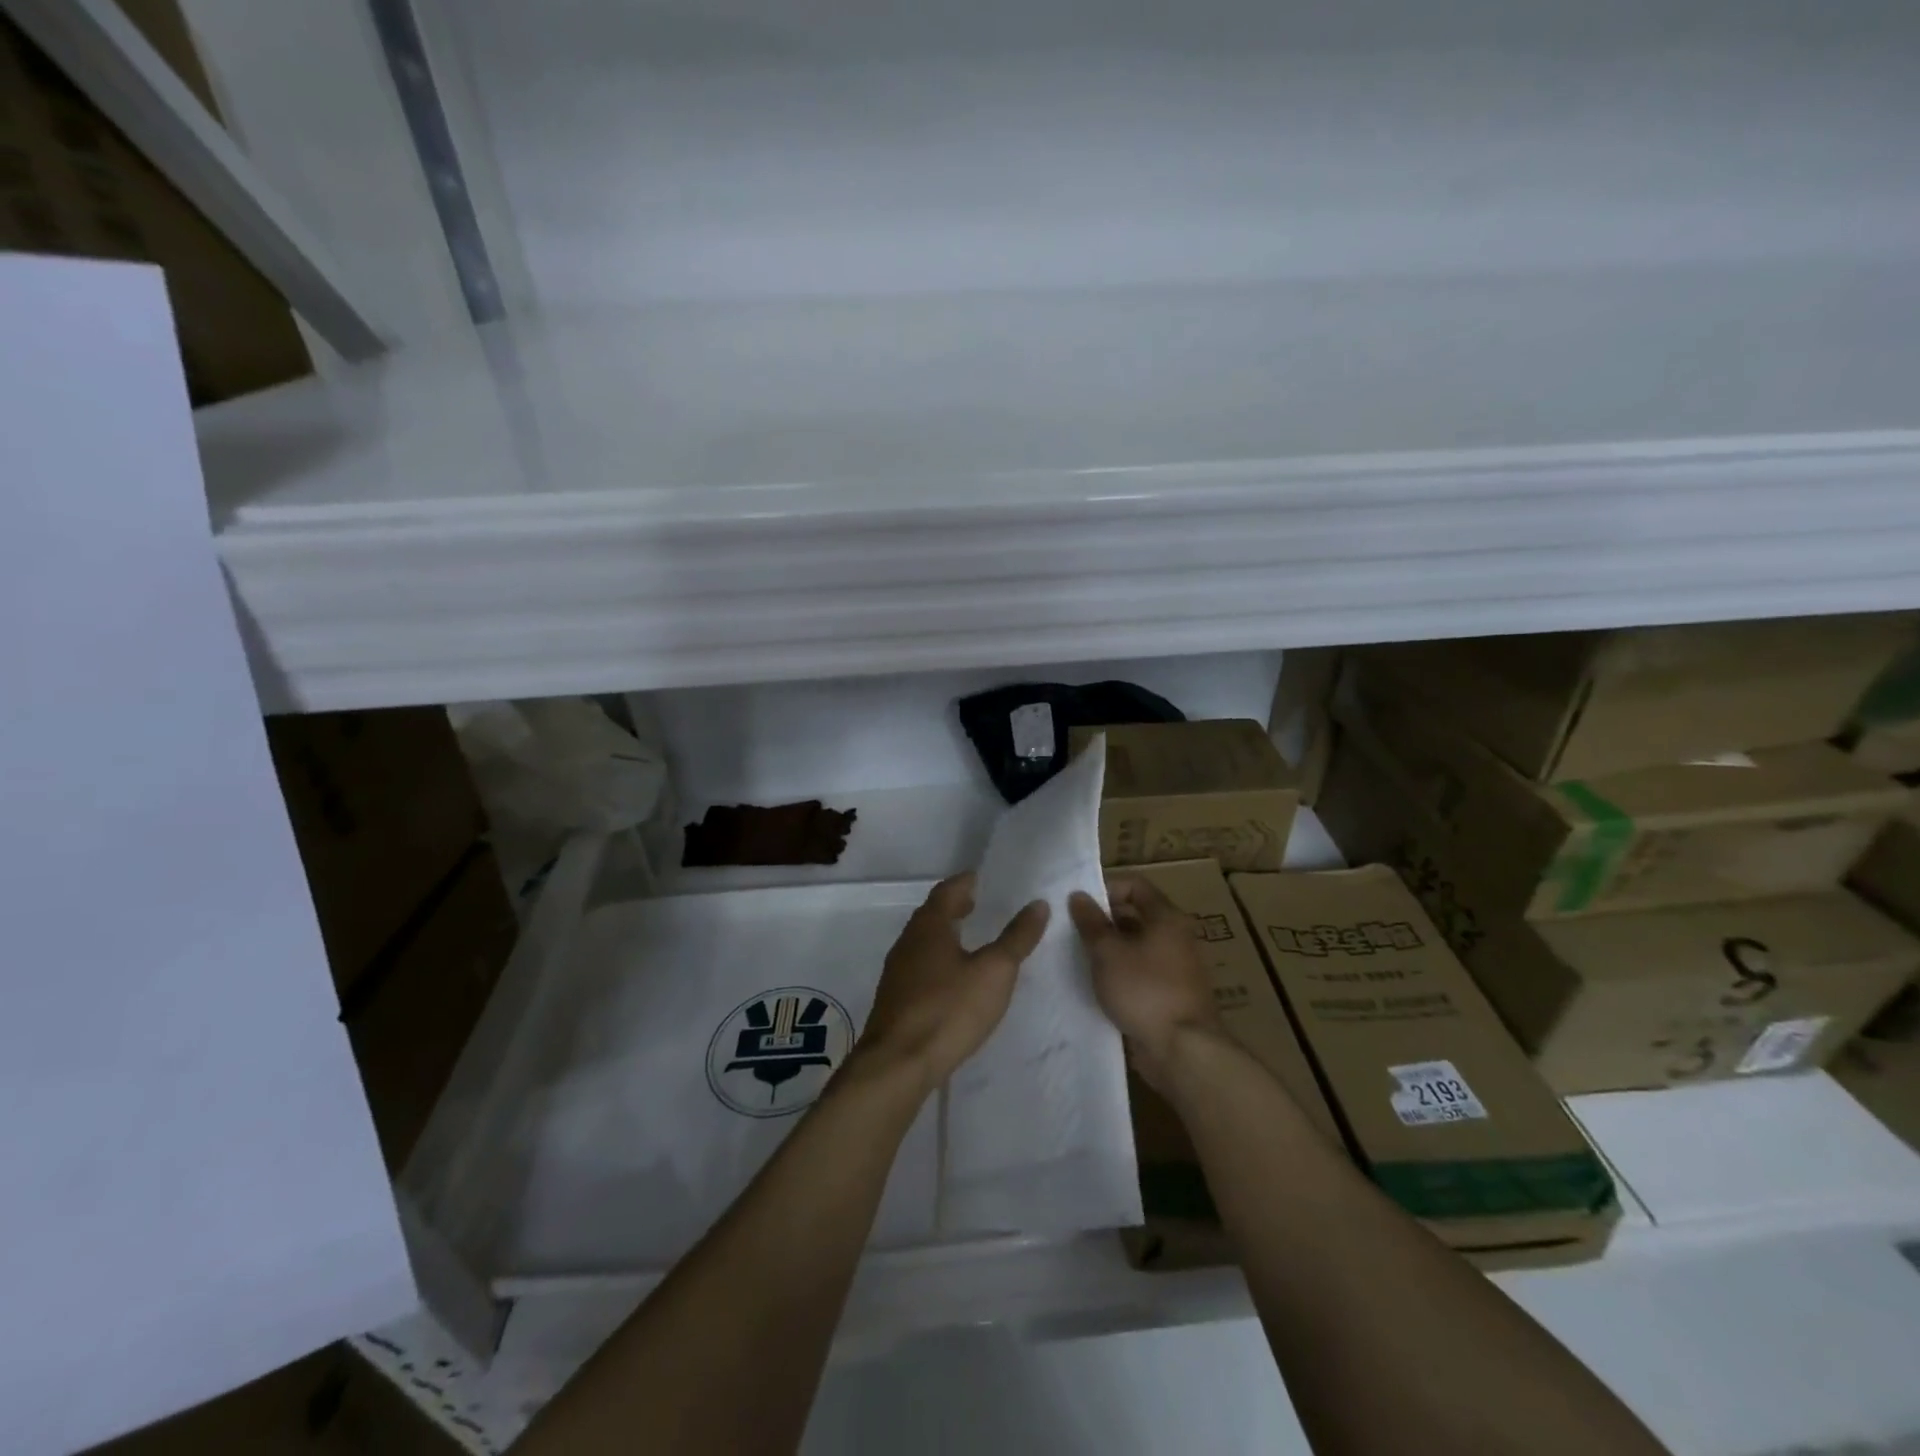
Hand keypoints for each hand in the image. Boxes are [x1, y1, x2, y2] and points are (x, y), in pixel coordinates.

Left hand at [858, 873, 1049, 1094]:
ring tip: (968, 938)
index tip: (980, 878)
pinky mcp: (895, 999)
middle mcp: (908, 941)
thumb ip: (1017, 938)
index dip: (964, 883)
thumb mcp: (994, 972)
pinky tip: (951, 978)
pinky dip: (937, 959)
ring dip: (945, 934)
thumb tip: (1038, 903)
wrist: (898, 1064)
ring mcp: (897, 972)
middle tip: (977, 903)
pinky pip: (919, 966)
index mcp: (930, 926)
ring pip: (924, 941)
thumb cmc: (949, 1009)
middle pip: (932, 914)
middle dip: (954, 907)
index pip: (947, 891)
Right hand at [1068, 875, 1220, 1087]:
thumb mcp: (1108, 952)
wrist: (1183, 1051)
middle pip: (1135, 915)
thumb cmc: (1144, 990)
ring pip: (1135, 946)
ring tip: (1077, 957)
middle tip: (1071, 930)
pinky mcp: (1169, 994)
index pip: (1135, 885)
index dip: (1106, 888)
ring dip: (1109, 948)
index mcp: (1166, 918)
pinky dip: (1119, 972)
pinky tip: (1096, 983)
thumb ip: (1091, 922)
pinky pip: (1140, 972)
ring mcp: (1175, 967)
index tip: (1079, 904)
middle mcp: (1175, 937)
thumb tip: (1078, 895)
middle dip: (1103, 920)